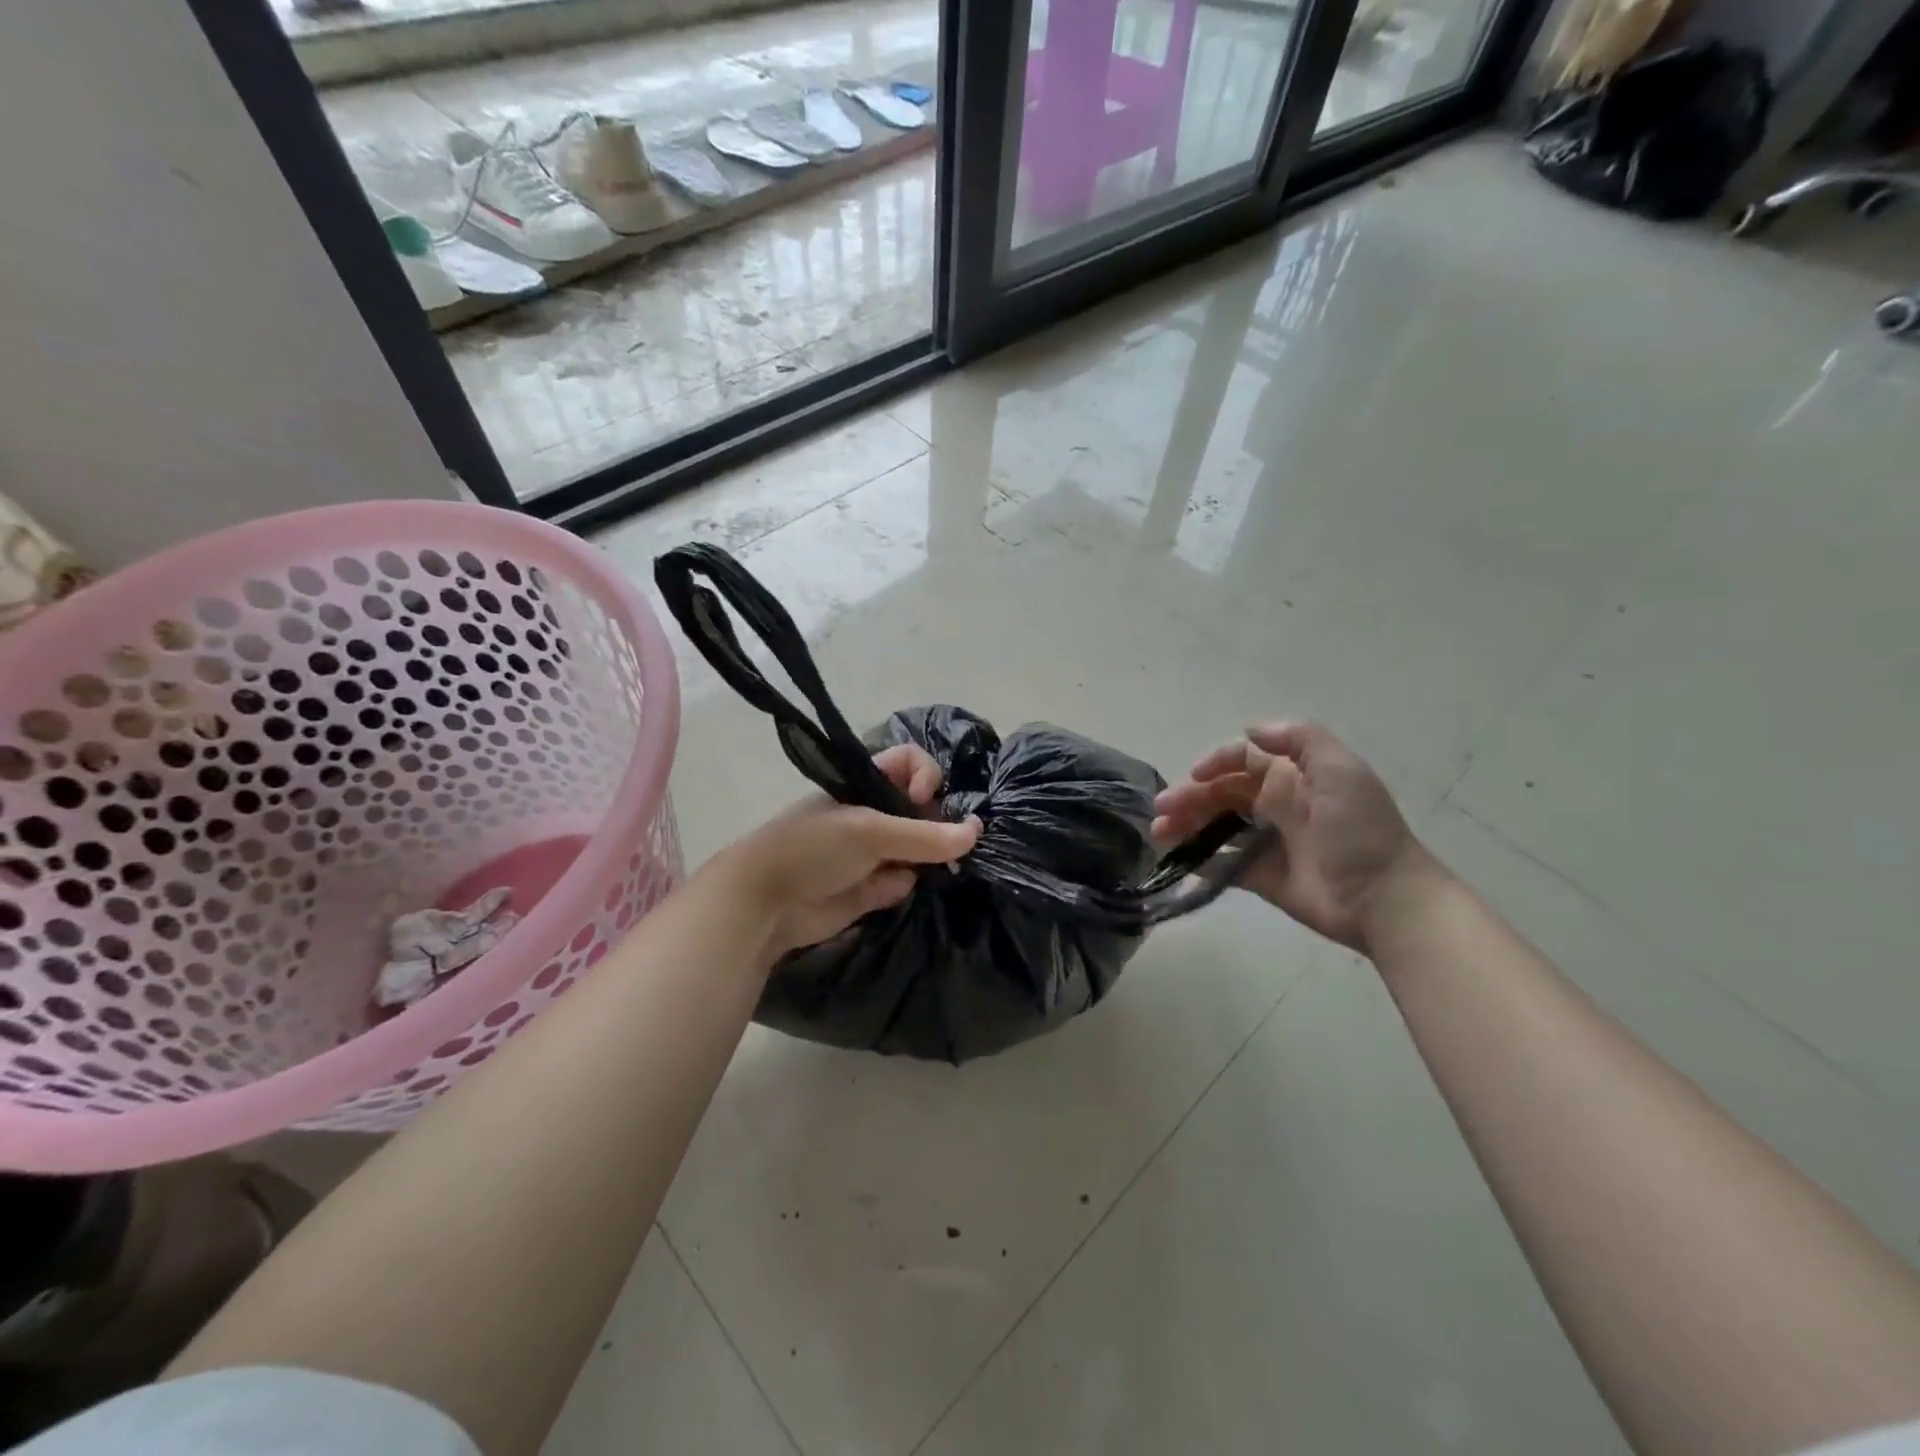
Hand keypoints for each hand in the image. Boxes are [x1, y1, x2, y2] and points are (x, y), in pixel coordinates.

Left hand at [712, 744, 980, 959]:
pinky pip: (905, 881)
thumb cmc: (812, 848)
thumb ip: (925, 835)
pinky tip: (885, 891)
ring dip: (923, 861)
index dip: (926, 776)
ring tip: (910, 868)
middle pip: (923, 809)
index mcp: (867, 785)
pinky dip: (901, 886)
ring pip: (920, 850)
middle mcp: (874, 814)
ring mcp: (875, 852)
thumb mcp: (869, 832)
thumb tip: (977, 832)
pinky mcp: (873, 887)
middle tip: (940, 845)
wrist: (764, 903)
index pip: (912, 764)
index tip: (925, 799)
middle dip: (935, 826)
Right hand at [1151, 722, 1437, 952]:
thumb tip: (1250, 731)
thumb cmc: (1359, 830)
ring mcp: (1268, 843)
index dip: (1215, 762)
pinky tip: (1180, 861)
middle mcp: (1277, 806)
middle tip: (1160, 812)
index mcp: (1293, 778)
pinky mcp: (1263, 878)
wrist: (1384, 899)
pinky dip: (1199, 861)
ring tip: (1158, 835)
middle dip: (1189, 797)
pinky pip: (1223, 865)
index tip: (1193, 777)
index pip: (1243, 760)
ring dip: (1185, 826)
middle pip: (1222, 794)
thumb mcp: (1340, 770)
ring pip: (1216, 827)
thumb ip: (1299, 739)